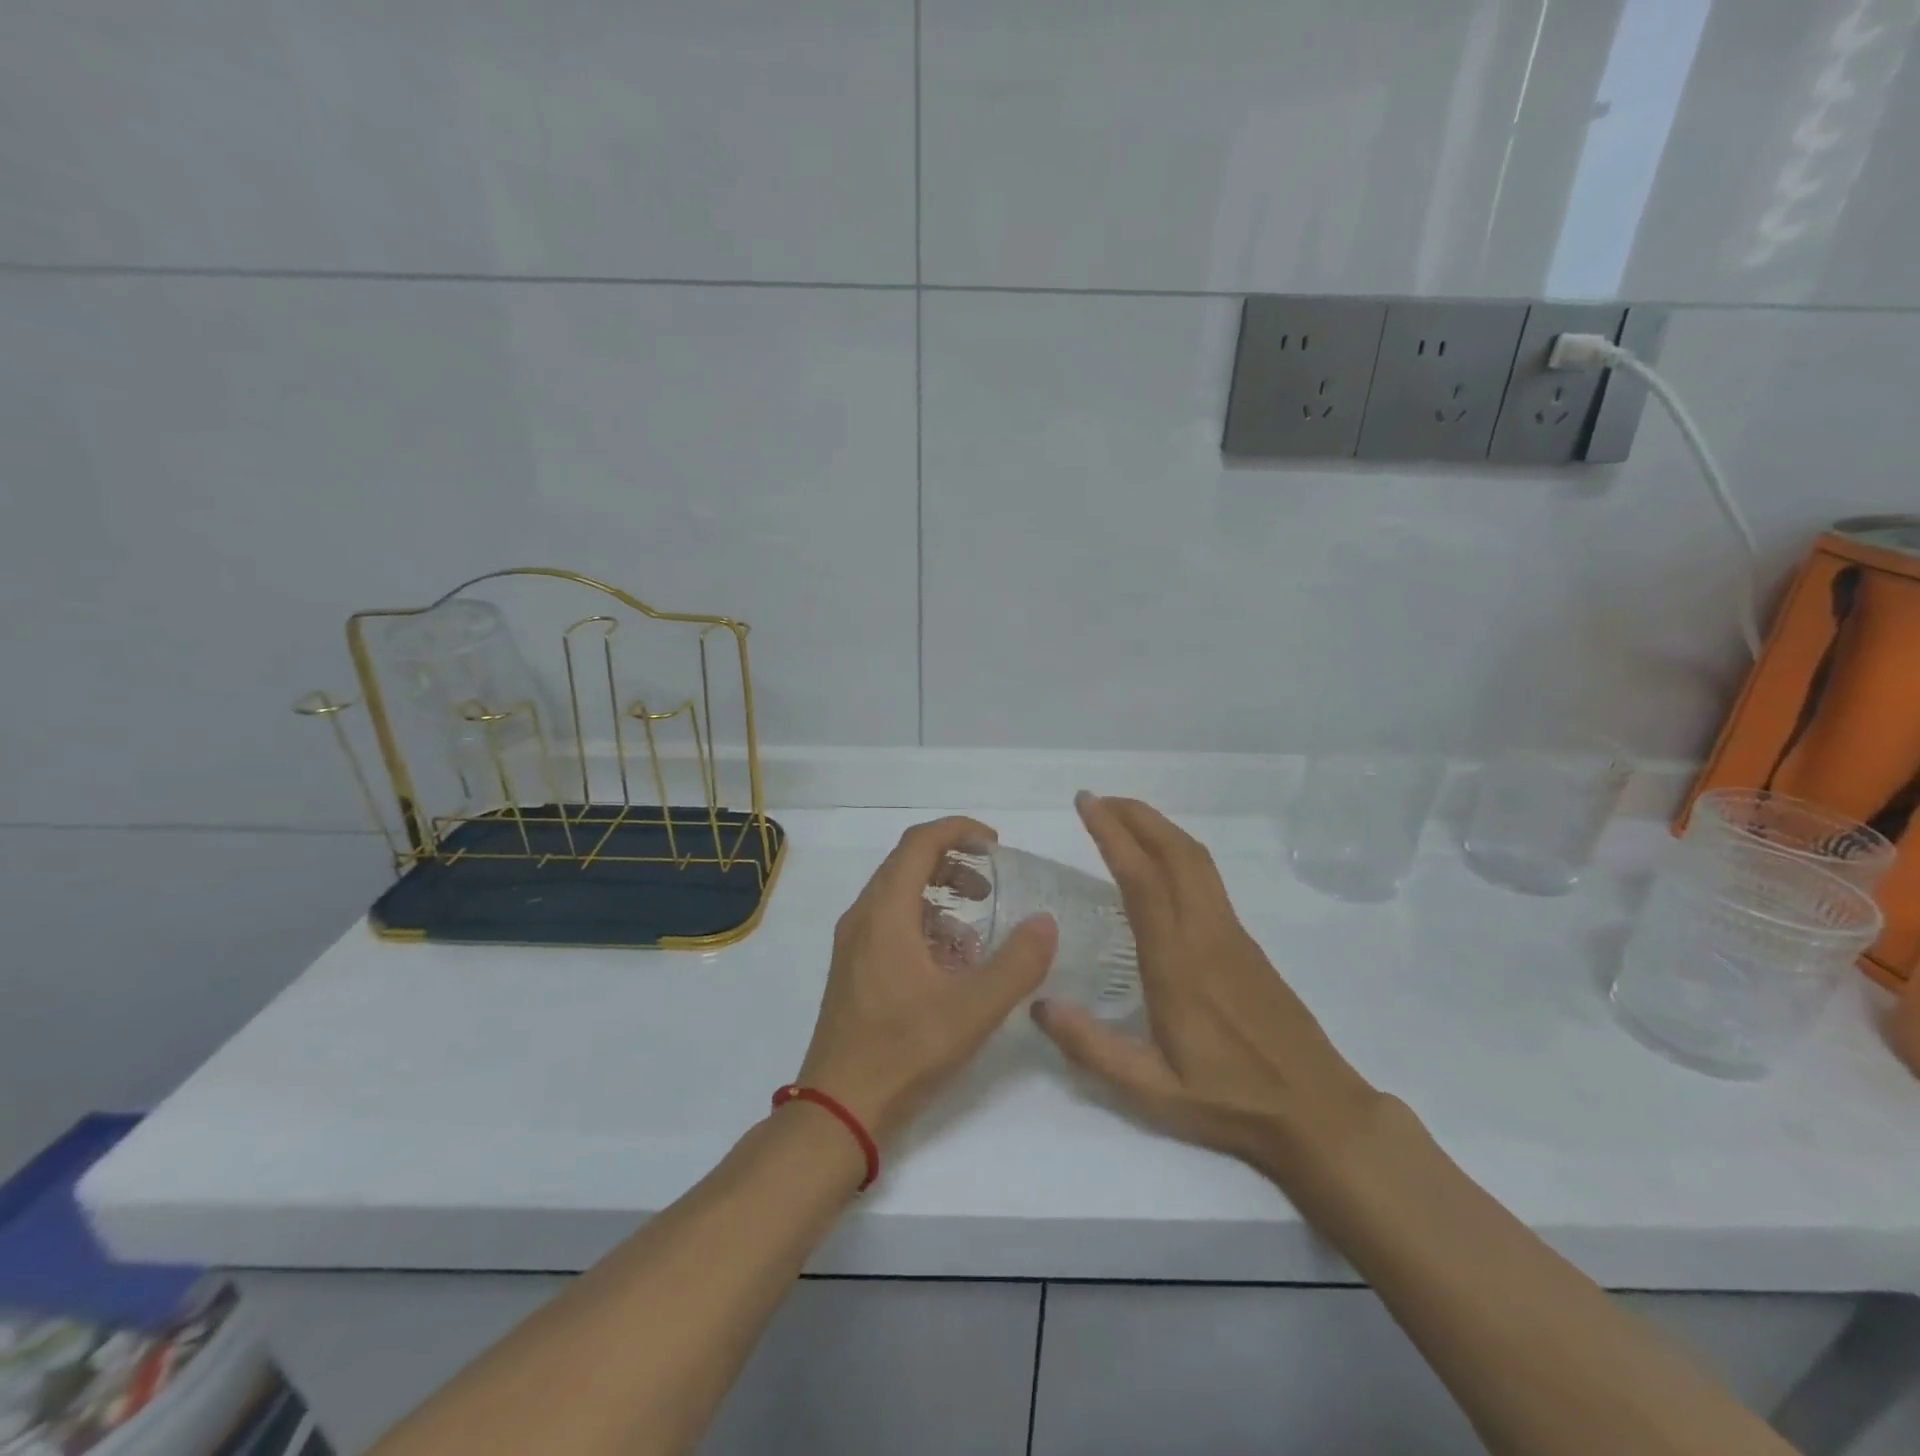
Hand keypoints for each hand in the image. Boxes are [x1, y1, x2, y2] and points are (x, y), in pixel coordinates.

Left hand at [797, 816, 1057, 1148]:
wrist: (838, 1109)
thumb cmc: (904, 1051)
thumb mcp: (972, 1009)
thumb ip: (1017, 963)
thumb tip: (1045, 922)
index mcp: (885, 912)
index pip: (920, 842)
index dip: (959, 831)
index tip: (996, 844)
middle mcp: (863, 916)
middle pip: (907, 863)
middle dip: (953, 863)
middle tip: (992, 883)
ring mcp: (853, 944)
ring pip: (899, 894)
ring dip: (940, 895)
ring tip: (977, 923)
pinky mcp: (853, 969)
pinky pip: (891, 924)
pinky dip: (925, 924)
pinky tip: (952, 962)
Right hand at [1032, 794, 1383, 1181]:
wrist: (1317, 1109)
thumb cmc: (1229, 1100)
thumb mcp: (1150, 1090)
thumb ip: (1091, 1047)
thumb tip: (1038, 1003)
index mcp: (1177, 961)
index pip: (1141, 879)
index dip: (1112, 834)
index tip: (1086, 804)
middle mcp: (1206, 933)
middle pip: (1175, 851)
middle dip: (1136, 815)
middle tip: (1098, 800)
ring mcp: (1232, 933)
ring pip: (1197, 860)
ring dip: (1159, 828)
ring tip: (1123, 818)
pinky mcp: (1246, 942)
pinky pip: (1207, 878)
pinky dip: (1177, 851)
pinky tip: (1160, 865)